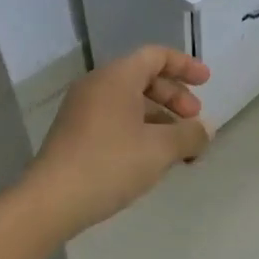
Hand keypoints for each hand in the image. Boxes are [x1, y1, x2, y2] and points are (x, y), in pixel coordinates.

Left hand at [23, 45, 212, 238]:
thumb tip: (205, 130)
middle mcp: (97, 86)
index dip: (185, 66)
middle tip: (194, 120)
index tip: (207, 82)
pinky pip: (115, 119)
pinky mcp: (75, 133)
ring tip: (179, 147)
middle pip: (144, 78)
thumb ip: (190, 134)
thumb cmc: (110, 164)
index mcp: (117, 77)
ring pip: (130, 102)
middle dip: (174, 97)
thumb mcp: (160, 149)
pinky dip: (140, 129)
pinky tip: (152, 158)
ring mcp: (82, 110)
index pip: (156, 56)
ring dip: (160, 118)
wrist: (50, 202)